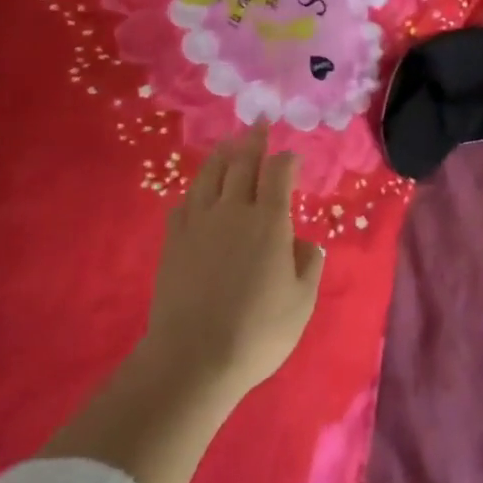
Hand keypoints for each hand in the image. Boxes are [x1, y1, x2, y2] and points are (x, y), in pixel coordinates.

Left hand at [144, 126, 324, 401]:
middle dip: (254, 140)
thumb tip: (302, 242)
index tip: (293, 158)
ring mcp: (200, 222)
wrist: (193, 358)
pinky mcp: (174, 240)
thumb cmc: (257, 332)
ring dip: (222, 154)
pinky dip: (196, 191)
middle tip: (259, 123)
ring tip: (229, 143)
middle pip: (242, 162)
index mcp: (269, 221)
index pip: (278, 172)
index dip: (287, 159)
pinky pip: (185, 203)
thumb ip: (308, 264)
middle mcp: (234, 210)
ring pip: (210, 174)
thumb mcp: (301, 302)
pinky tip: (198, 193)